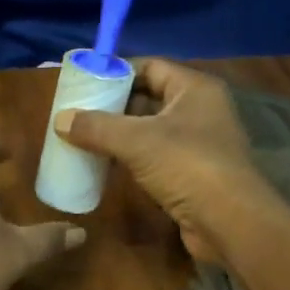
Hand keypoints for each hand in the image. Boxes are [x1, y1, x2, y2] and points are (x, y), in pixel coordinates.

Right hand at [56, 58, 274, 261]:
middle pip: (149, 97)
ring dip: (119, 134)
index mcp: (194, 89)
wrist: (230, 222)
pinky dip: (130, 158)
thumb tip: (59, 119)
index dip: (117, 72)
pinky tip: (104, 164)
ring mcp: (198, 143)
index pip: (150, 66)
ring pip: (150, 130)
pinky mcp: (192, 173)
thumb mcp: (136, 141)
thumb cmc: (188, 166)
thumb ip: (96, 127)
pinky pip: (155, 156)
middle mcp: (199, 110)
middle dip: (113, 105)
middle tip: (77, 112)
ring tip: (83, 137)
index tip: (83, 82)